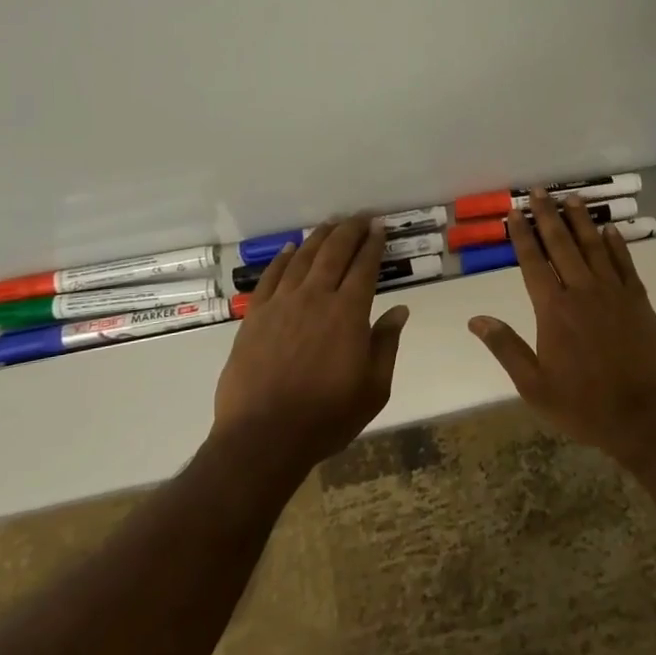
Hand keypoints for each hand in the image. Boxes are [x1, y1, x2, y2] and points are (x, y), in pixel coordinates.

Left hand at [214, 216, 409, 473]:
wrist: (263, 437)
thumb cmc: (327, 416)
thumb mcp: (373, 388)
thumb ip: (386, 344)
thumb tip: (400, 310)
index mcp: (348, 313)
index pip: (365, 267)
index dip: (373, 244)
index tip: (380, 227)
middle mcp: (315, 298)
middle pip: (334, 253)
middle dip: (349, 231)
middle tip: (360, 217)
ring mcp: (281, 305)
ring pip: (302, 259)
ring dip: (319, 238)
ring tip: (330, 224)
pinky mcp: (255, 317)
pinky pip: (270, 277)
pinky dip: (282, 259)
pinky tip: (290, 249)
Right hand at [467, 189, 655, 459]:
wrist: (644, 416)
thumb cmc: (582, 404)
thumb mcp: (534, 385)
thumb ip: (506, 347)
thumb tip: (476, 319)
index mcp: (553, 310)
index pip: (533, 263)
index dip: (522, 236)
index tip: (515, 213)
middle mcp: (582, 291)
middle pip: (562, 244)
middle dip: (548, 216)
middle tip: (540, 191)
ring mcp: (613, 293)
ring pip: (594, 247)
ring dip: (581, 221)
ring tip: (572, 199)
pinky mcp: (638, 300)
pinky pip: (624, 263)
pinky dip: (616, 244)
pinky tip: (609, 230)